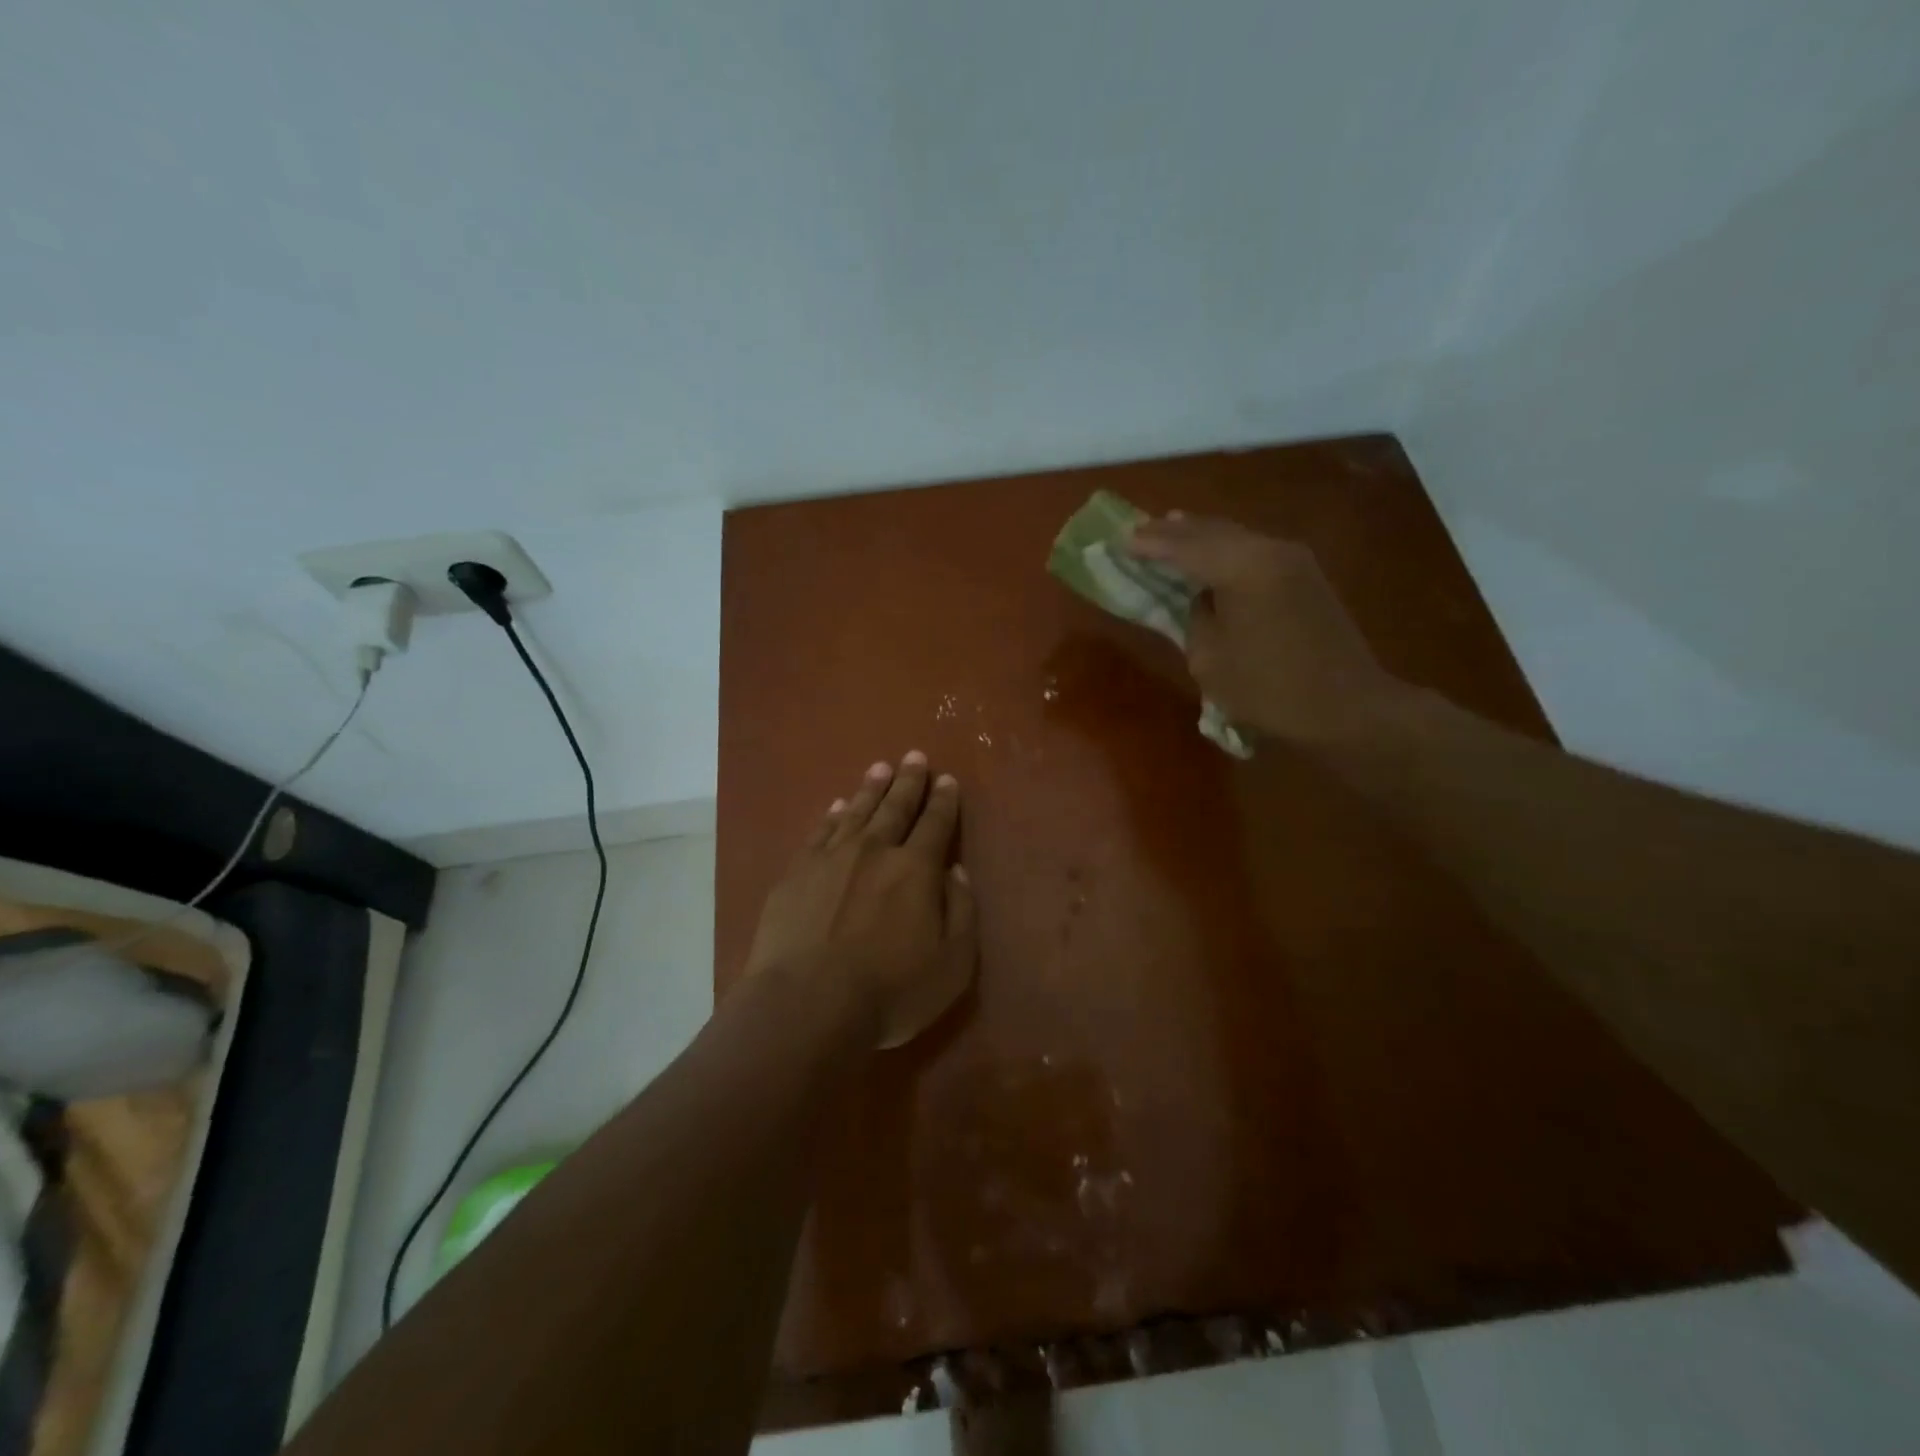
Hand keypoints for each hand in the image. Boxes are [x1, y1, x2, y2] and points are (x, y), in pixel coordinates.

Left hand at [744, 752, 977, 1048]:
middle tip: (914, 756)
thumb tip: (955, 871)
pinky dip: (832, 815)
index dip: (944, 801)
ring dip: (872, 789)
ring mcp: (830, 858)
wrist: (806, 1004)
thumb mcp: (952, 964)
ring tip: (880, 768)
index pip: (936, 824)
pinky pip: (820, 832)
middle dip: (909, 781)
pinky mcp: (796, 873)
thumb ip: (961, 911)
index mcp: (916, 869)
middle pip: (896, 808)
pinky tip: (837, 806)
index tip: (947, 779)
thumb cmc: (889, 991)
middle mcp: (874, 851)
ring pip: (857, 812)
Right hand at [1127, 514, 1405, 745]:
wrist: (1347, 707)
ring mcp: (1292, 559)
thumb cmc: (1269, 690)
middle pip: (1211, 531)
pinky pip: (1252, 548)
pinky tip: (1209, 550)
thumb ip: (1195, 618)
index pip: (1184, 548)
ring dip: (1199, 535)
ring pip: (1234, 535)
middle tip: (1138, 530)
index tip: (1120, 539)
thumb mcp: (1210, 660)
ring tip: (1168, 529)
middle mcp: (1269, 550)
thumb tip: (1199, 598)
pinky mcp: (1304, 574)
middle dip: (1173, 532)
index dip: (1150, 544)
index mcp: (1243, 569)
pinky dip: (1224, 546)